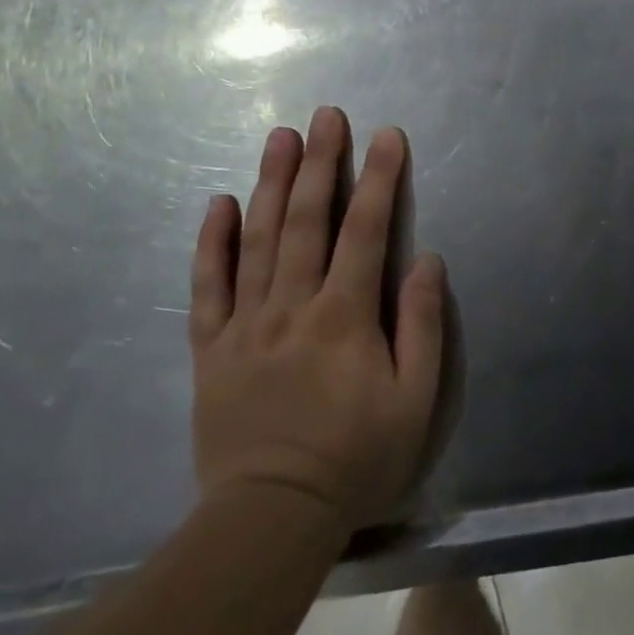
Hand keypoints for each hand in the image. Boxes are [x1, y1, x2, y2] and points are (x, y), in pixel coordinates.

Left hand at [189, 107, 446, 530]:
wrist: (270, 520)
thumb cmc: (355, 459)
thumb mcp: (415, 401)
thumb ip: (421, 325)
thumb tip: (426, 260)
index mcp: (345, 316)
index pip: (366, 230)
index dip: (380, 179)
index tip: (387, 136)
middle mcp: (293, 306)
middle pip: (307, 220)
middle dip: (320, 162)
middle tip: (326, 115)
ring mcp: (246, 324)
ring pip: (258, 239)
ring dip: (271, 183)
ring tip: (280, 137)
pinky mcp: (211, 348)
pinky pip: (207, 285)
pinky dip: (212, 242)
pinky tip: (219, 202)